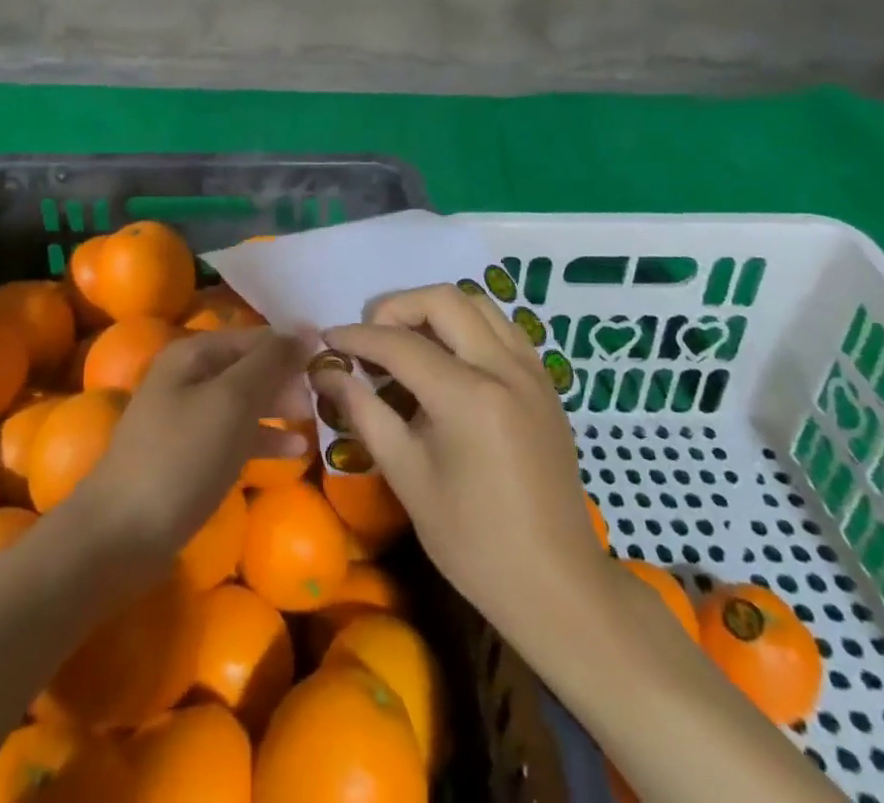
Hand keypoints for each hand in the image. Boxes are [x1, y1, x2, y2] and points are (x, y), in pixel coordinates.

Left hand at [70, 328, 312, 570]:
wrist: (120, 535)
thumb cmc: (181, 457)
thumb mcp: (232, 401)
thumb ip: (270, 362)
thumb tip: (305, 329)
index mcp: (194, 353)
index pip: (256, 337)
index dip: (293, 348)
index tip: (333, 365)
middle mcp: (188, 376)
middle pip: (249, 366)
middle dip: (288, 378)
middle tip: (328, 396)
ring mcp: (186, 417)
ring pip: (244, 401)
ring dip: (280, 407)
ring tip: (318, 419)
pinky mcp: (188, 455)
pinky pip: (234, 434)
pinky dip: (263, 437)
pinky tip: (295, 450)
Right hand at [313, 284, 600, 639]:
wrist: (555, 584)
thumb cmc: (472, 542)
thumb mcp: (408, 477)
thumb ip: (366, 413)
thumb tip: (328, 374)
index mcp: (468, 396)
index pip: (400, 343)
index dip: (357, 337)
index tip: (329, 339)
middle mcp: (504, 368)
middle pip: (443, 300)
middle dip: (397, 307)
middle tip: (370, 337)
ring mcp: (531, 371)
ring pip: (479, 304)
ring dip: (436, 310)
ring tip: (408, 342)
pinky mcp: (545, 383)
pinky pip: (503, 328)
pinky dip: (469, 327)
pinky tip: (451, 360)